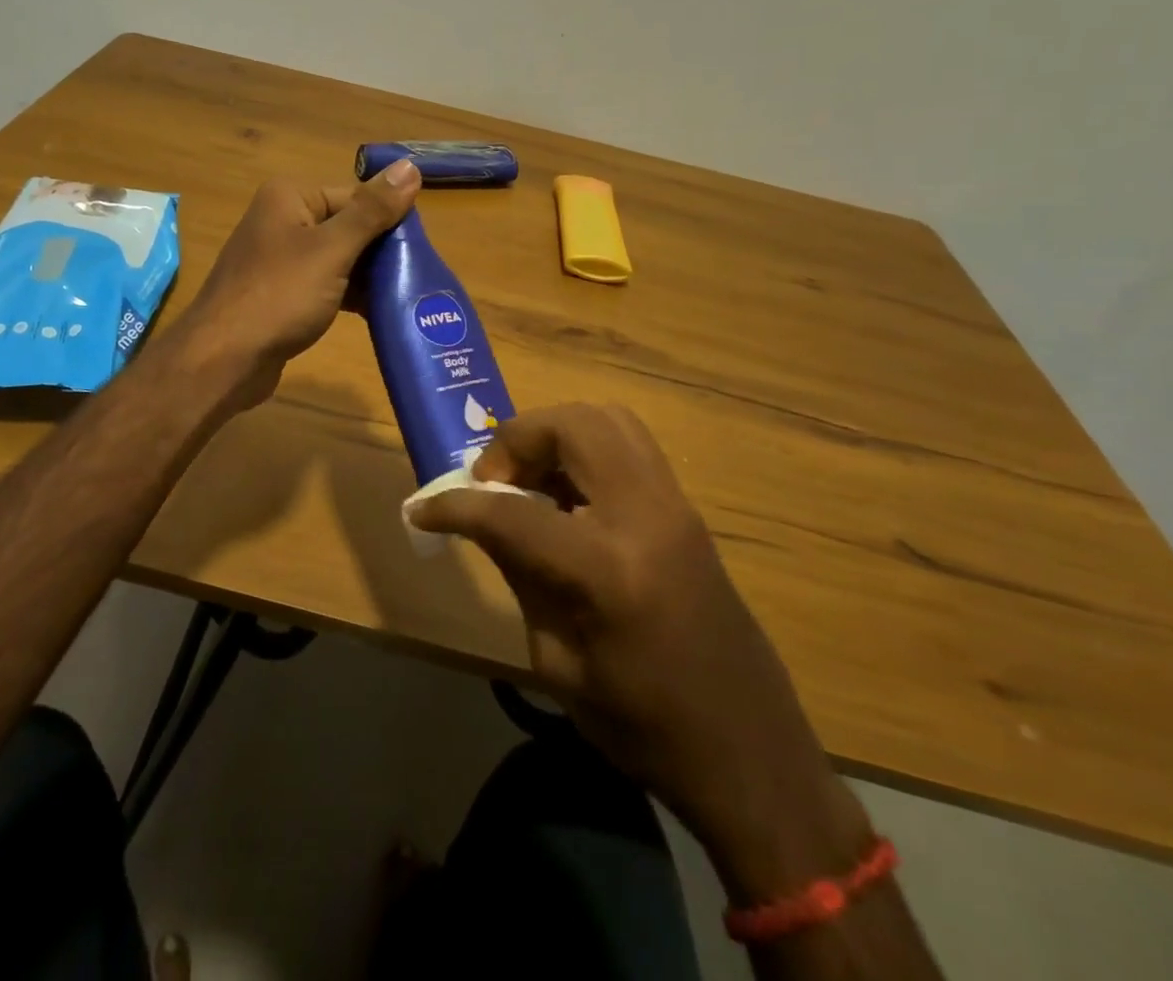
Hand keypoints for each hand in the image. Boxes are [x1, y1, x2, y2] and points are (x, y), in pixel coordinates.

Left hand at [180, 160, 419, 406]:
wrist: (223, 360)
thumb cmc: (279, 296)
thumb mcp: (332, 250)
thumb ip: (372, 211)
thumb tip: (410, 166)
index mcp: (290, 196)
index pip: (356, 195)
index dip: (390, 220)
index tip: (421, 250)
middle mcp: (283, 219)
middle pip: (349, 225)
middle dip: (381, 251)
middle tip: (417, 276)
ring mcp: (280, 258)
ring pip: (339, 258)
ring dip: (369, 276)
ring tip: (406, 296)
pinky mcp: (282, 293)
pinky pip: (326, 284)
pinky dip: (349, 295)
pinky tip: (378, 313)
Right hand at [407, 404, 872, 901]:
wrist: (749, 753)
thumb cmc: (643, 728)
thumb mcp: (557, 662)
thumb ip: (518, 572)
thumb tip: (481, 519)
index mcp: (608, 570)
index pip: (512, 510)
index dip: (455, 506)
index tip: (423, 510)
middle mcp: (646, 516)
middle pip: (570, 426)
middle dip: (515, 440)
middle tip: (492, 482)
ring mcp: (674, 505)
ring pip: (605, 419)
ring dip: (553, 434)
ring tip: (528, 479)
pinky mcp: (686, 508)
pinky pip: (627, 444)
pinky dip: (584, 449)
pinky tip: (566, 494)